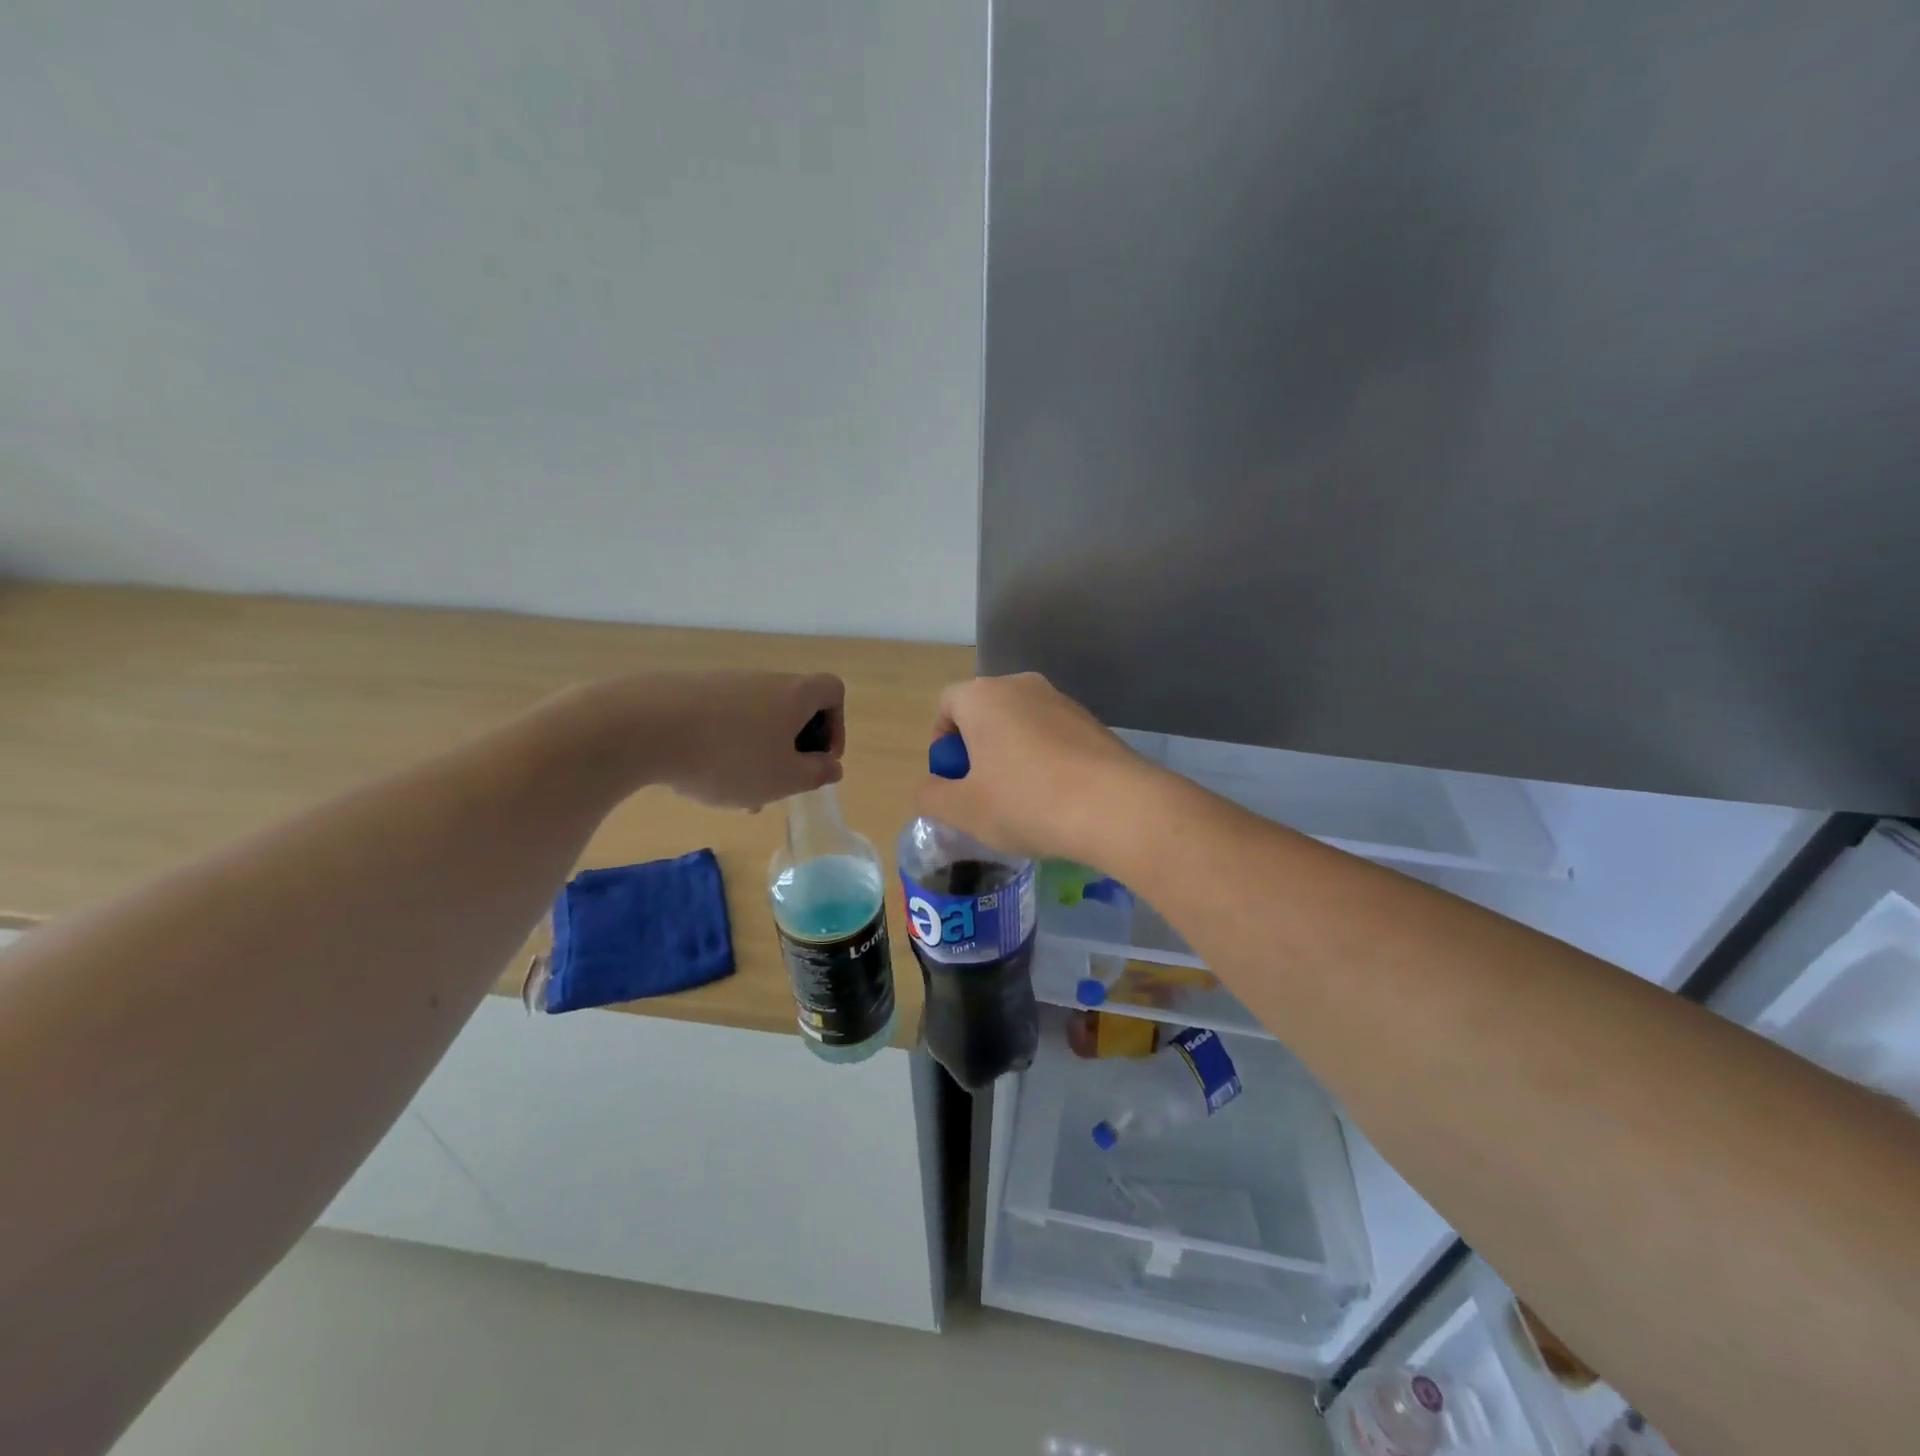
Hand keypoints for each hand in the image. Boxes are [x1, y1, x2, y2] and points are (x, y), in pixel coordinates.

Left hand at [588, 671, 846, 809]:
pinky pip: (721, 722)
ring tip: (736, 795)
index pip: (832, 692)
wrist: (643, 726)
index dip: (836, 726)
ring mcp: (723, 685)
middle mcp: (763, 682)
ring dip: (755, 756)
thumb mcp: (783, 778)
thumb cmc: (730, 756)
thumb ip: (815, 774)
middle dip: (791, 750)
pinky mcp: (688, 695)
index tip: (819, 759)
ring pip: (754, 722)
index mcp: (795, 694)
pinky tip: (700, 778)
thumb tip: (831, 766)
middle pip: (792, 710)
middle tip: (778, 785)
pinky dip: (722, 748)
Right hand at [914, 673, 1154, 862]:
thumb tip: (929, 788)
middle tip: (982, 794)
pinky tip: (1056, 799)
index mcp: (983, 696)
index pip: (946, 705)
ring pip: (1020, 726)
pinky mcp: (1092, 722)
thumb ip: (931, 796)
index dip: (942, 744)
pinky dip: (1045, 761)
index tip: (953, 780)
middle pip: (984, 713)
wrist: (1115, 807)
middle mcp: (1021, 686)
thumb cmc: (1026, 802)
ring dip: (1011, 757)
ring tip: (1022, 802)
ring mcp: (1061, 701)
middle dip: (977, 751)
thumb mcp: (963, 810)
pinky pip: (1052, 737)